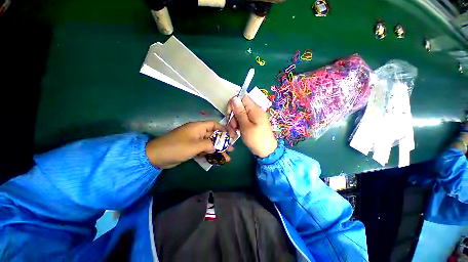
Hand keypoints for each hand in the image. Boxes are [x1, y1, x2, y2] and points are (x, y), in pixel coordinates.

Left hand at [146, 121, 231, 168]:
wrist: (157, 156)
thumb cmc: (177, 147)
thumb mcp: (195, 145)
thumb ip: (209, 144)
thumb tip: (217, 146)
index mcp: (198, 127)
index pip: (214, 124)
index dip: (223, 129)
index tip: (230, 137)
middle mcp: (197, 132)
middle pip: (213, 135)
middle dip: (222, 142)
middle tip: (231, 149)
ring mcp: (194, 141)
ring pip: (209, 144)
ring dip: (217, 150)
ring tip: (227, 158)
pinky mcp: (192, 148)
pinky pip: (204, 149)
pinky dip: (210, 154)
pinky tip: (217, 159)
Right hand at [227, 95, 276, 157]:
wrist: (267, 152)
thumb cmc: (256, 139)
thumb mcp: (246, 126)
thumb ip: (240, 112)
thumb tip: (234, 98)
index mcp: (255, 109)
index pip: (242, 98)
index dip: (234, 104)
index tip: (230, 114)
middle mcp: (255, 111)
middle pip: (240, 107)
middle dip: (233, 116)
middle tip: (232, 127)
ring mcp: (254, 117)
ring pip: (239, 115)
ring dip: (234, 123)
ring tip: (233, 133)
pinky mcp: (253, 123)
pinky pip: (243, 121)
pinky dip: (238, 126)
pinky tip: (236, 133)